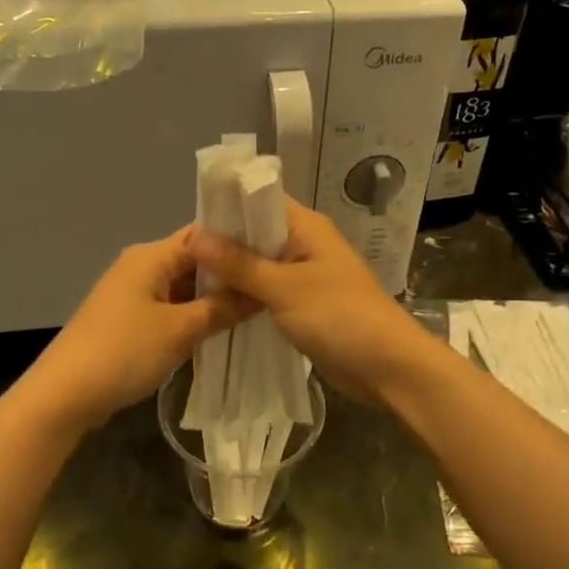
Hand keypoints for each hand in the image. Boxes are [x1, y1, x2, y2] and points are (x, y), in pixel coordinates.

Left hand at [23, 226, 250, 431]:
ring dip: (213, 299)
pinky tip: (222, 331)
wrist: (64, 394)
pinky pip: (171, 309)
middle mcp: (141, 266)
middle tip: (271, 287)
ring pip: (184, 288)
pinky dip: (194, 317)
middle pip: (195, 260)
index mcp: (151, 256)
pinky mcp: (130, 320)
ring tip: (257, 309)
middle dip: (230, 275)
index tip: (275, 255)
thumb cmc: (123, 352)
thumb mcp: (179, 330)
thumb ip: (222, 309)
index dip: (238, 241)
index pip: (204, 234)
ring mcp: (134, 294)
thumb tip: (261, 293)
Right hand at [189, 200, 438, 409]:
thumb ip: (240, 263)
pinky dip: (246, 297)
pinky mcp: (304, 306)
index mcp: (305, 227)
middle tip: (180, 262)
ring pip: (259, 267)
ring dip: (232, 275)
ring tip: (189, 284)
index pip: (258, 201)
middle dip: (222, 246)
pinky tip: (217, 307)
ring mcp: (305, 277)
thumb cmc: (339, 316)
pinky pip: (267, 293)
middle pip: (255, 235)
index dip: (224, 209)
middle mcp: (304, 245)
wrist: (388, 367)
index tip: (187, 228)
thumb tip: (196, 236)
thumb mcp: (284, 288)